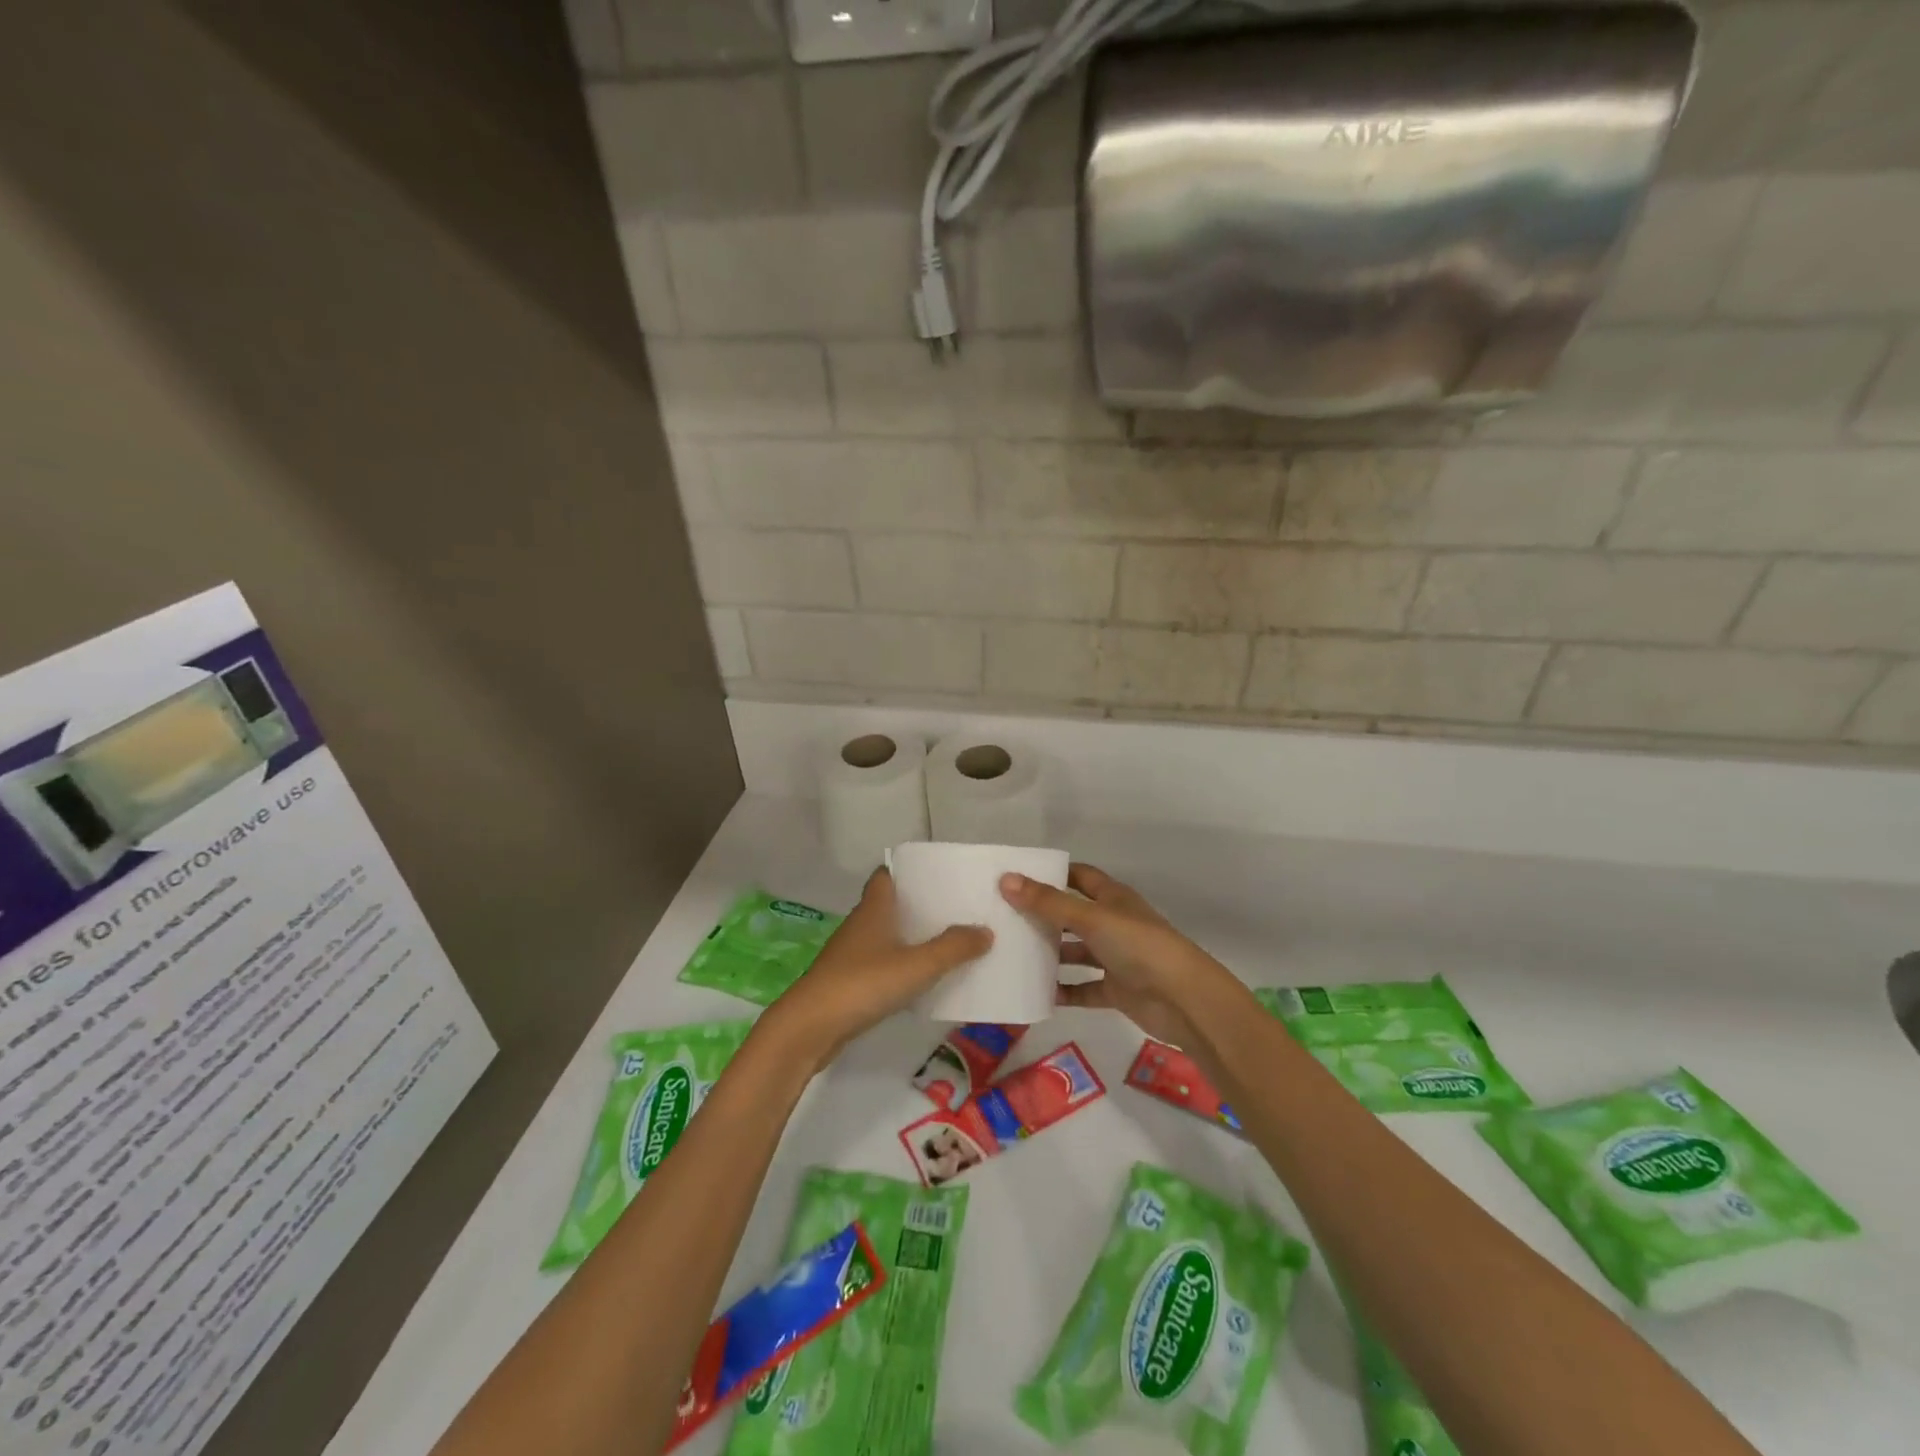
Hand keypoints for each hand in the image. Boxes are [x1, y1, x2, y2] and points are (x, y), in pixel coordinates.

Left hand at [762, 868, 990, 1071]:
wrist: (810, 1028)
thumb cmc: (863, 983)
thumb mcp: (917, 965)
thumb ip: (953, 948)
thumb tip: (985, 930)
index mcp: (874, 909)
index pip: (887, 875)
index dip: (909, 872)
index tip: (939, 876)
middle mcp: (861, 924)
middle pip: (890, 905)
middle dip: (919, 906)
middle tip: (956, 910)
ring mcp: (851, 954)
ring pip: (886, 935)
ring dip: (911, 937)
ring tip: (948, 943)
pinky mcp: (848, 982)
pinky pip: (881, 963)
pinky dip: (900, 965)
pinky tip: (922, 979)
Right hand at [1000, 863, 1230, 1048]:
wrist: (1184, 1000)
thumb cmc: (1138, 946)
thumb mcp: (1090, 918)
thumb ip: (1048, 902)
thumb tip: (1006, 879)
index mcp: (1113, 898)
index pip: (1079, 876)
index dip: (1052, 874)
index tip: (1017, 876)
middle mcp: (1114, 924)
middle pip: (1073, 914)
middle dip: (1043, 916)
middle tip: (1004, 918)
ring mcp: (1116, 958)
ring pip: (1077, 952)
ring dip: (1051, 954)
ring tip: (1013, 955)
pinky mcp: (1117, 990)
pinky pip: (1084, 989)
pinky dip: (1064, 991)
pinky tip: (1037, 993)